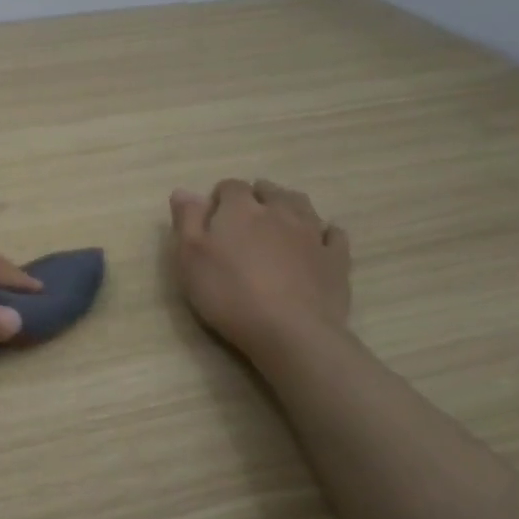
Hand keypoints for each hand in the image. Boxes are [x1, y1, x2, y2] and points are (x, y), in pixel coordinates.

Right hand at [169, 179, 351, 363]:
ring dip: (289, 206)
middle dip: (257, 197)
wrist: (290, 331)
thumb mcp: (190, 258)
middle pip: (270, 191)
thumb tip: (183, 190)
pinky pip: (333, 234)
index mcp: (241, 210)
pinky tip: (317, 241)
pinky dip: (323, 233)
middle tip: (245, 217)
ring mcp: (312, 234)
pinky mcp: (336, 259)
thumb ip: (187, 221)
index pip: (231, 187)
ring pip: (302, 205)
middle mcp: (279, 212)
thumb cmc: (229, 293)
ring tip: (279, 220)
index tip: (212, 215)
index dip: (220, 197)